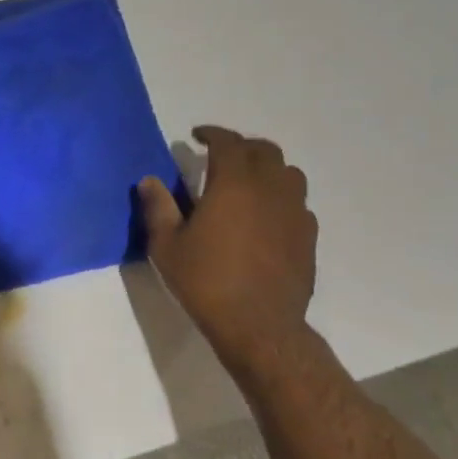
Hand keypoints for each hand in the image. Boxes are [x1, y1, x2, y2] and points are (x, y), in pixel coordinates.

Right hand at [137, 126, 316, 377]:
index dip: (212, 133)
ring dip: (267, 169)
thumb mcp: (167, 246)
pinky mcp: (308, 236)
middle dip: (241, 146)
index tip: (197, 135)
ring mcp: (295, 212)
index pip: (228, 142)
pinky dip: (280, 197)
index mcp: (234, 184)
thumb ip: (158, 208)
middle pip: (264, 150)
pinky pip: (297, 203)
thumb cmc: (205, 281)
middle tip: (220, 157)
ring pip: (288, 173)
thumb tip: (149, 180)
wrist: (258, 325)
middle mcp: (270, 189)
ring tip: (247, 182)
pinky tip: (265, 216)